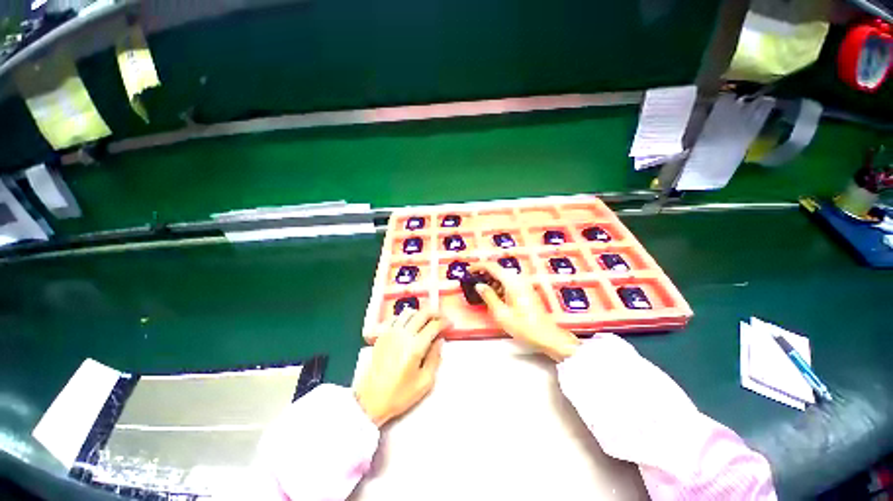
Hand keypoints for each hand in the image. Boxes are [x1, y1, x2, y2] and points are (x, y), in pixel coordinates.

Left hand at [354, 308, 447, 426]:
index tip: (450, 325)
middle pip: (422, 313)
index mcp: (415, 347)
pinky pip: (396, 317)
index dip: (445, 322)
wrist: (370, 399)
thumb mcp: (425, 382)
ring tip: (427, 320)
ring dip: (421, 313)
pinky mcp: (382, 335)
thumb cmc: (399, 394)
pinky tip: (409, 325)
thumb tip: (439, 340)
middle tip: (442, 318)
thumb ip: (435, 358)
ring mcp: (391, 332)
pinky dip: (406, 317)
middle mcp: (403, 334)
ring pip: (409, 312)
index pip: (434, 325)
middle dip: (435, 312)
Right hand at [469, 262, 580, 361]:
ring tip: (482, 291)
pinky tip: (495, 296)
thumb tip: (479, 285)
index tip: (468, 271)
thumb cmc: (523, 326)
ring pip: (503, 276)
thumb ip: (488, 296)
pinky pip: (509, 282)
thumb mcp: (501, 313)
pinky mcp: (526, 290)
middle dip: (484, 273)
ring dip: (491, 280)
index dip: (478, 266)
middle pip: (498, 270)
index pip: (492, 266)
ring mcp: (524, 284)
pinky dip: (499, 285)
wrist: (546, 336)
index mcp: (512, 282)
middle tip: (473, 281)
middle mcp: (518, 279)